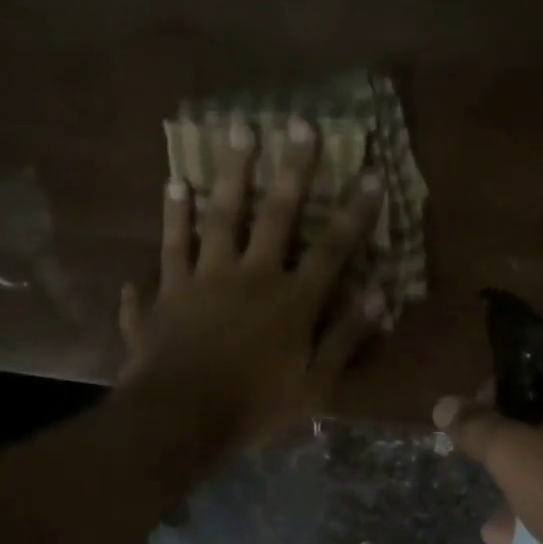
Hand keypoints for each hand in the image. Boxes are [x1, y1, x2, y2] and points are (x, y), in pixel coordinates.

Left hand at [119, 115, 385, 445]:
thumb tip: (378, 295)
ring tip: (229, 133)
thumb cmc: (253, 408)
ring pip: (214, 218)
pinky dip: (168, 224)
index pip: (331, 250)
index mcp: (289, 301)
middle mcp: (248, 277)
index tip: (370, 174)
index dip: (354, 214)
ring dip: (226, 176)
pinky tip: (170, 191)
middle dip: (290, 169)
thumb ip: (345, 339)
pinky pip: (165, 252)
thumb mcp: (314, 386)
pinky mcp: (164, 294)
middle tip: (298, 123)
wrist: (179, 420)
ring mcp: (201, 280)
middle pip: (273, 215)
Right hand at [434, 364, 542, 543]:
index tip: (470, 430)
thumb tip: (443, 404)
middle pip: (541, 418)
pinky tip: (519, 539)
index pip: (528, 371)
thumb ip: (476, 427)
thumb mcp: (515, 456)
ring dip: (523, 485)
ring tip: (495, 527)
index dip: (490, 398)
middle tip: (482, 475)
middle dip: (505, 452)